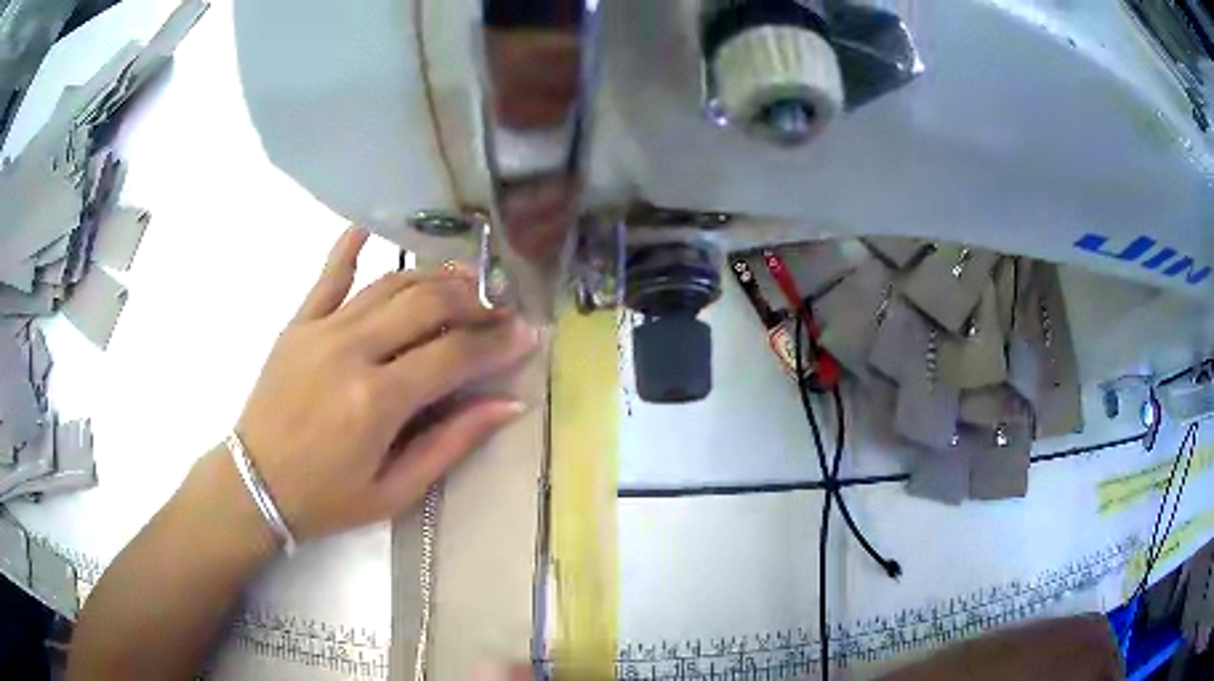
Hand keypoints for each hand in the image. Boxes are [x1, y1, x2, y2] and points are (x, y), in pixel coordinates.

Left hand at [234, 227, 539, 539]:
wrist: (255, 485)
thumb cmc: (327, 499)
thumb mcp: (395, 491)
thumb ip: (451, 443)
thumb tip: (508, 404)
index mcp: (377, 401)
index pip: (453, 354)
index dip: (497, 342)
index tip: (528, 334)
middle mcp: (352, 351)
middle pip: (427, 304)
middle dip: (475, 301)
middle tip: (502, 307)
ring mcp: (321, 329)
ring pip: (390, 284)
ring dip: (434, 276)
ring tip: (468, 279)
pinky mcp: (299, 323)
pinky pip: (329, 275)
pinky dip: (350, 245)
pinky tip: (372, 225)